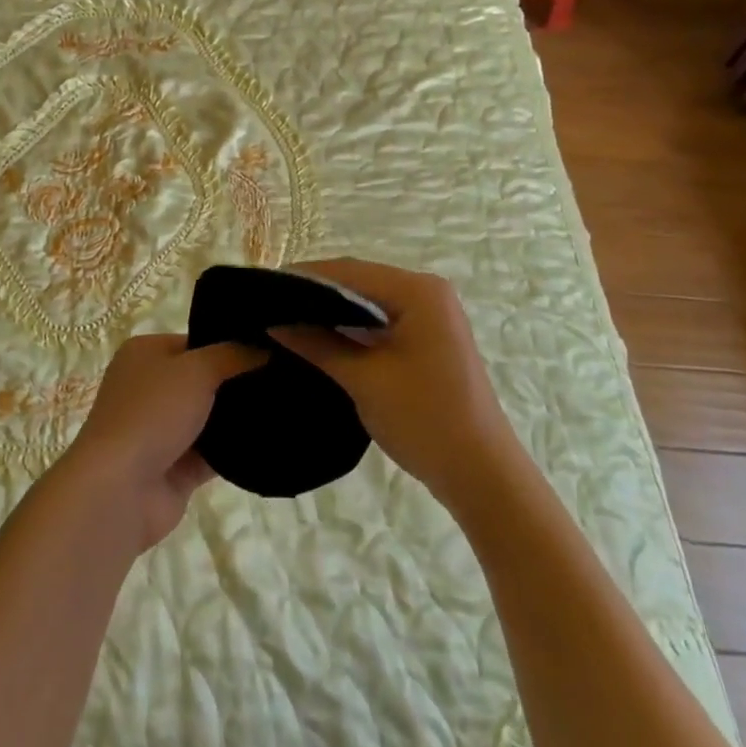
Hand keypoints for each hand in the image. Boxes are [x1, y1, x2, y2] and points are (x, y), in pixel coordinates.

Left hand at [57, 334, 266, 552]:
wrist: (119, 490)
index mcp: (145, 354)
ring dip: (238, 417)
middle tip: (285, 377)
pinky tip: (271, 440)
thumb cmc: (152, 413)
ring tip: (287, 405)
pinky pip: (212, 453)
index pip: (195, 341)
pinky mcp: (174, 468)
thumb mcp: (197, 369)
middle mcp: (150, 388)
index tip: (269, 347)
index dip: (229, 343)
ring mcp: (161, 430)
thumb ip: (233, 354)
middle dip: (237, 381)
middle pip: (203, 379)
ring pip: (209, 417)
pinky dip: (235, 450)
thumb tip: (267, 345)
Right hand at [270, 258, 521, 511]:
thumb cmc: (425, 420)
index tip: (263, 288)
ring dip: (333, 311)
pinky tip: (321, 338)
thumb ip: (317, 344)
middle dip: (316, 293)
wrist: (482, 475)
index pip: (349, 271)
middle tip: (271, 305)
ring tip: (286, 319)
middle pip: (360, 281)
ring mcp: (432, 315)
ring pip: (370, 302)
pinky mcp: (430, 338)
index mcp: (418, 290)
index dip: (305, 277)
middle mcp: (427, 292)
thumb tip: (273, 321)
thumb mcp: (364, 380)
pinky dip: (353, 328)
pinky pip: (382, 321)